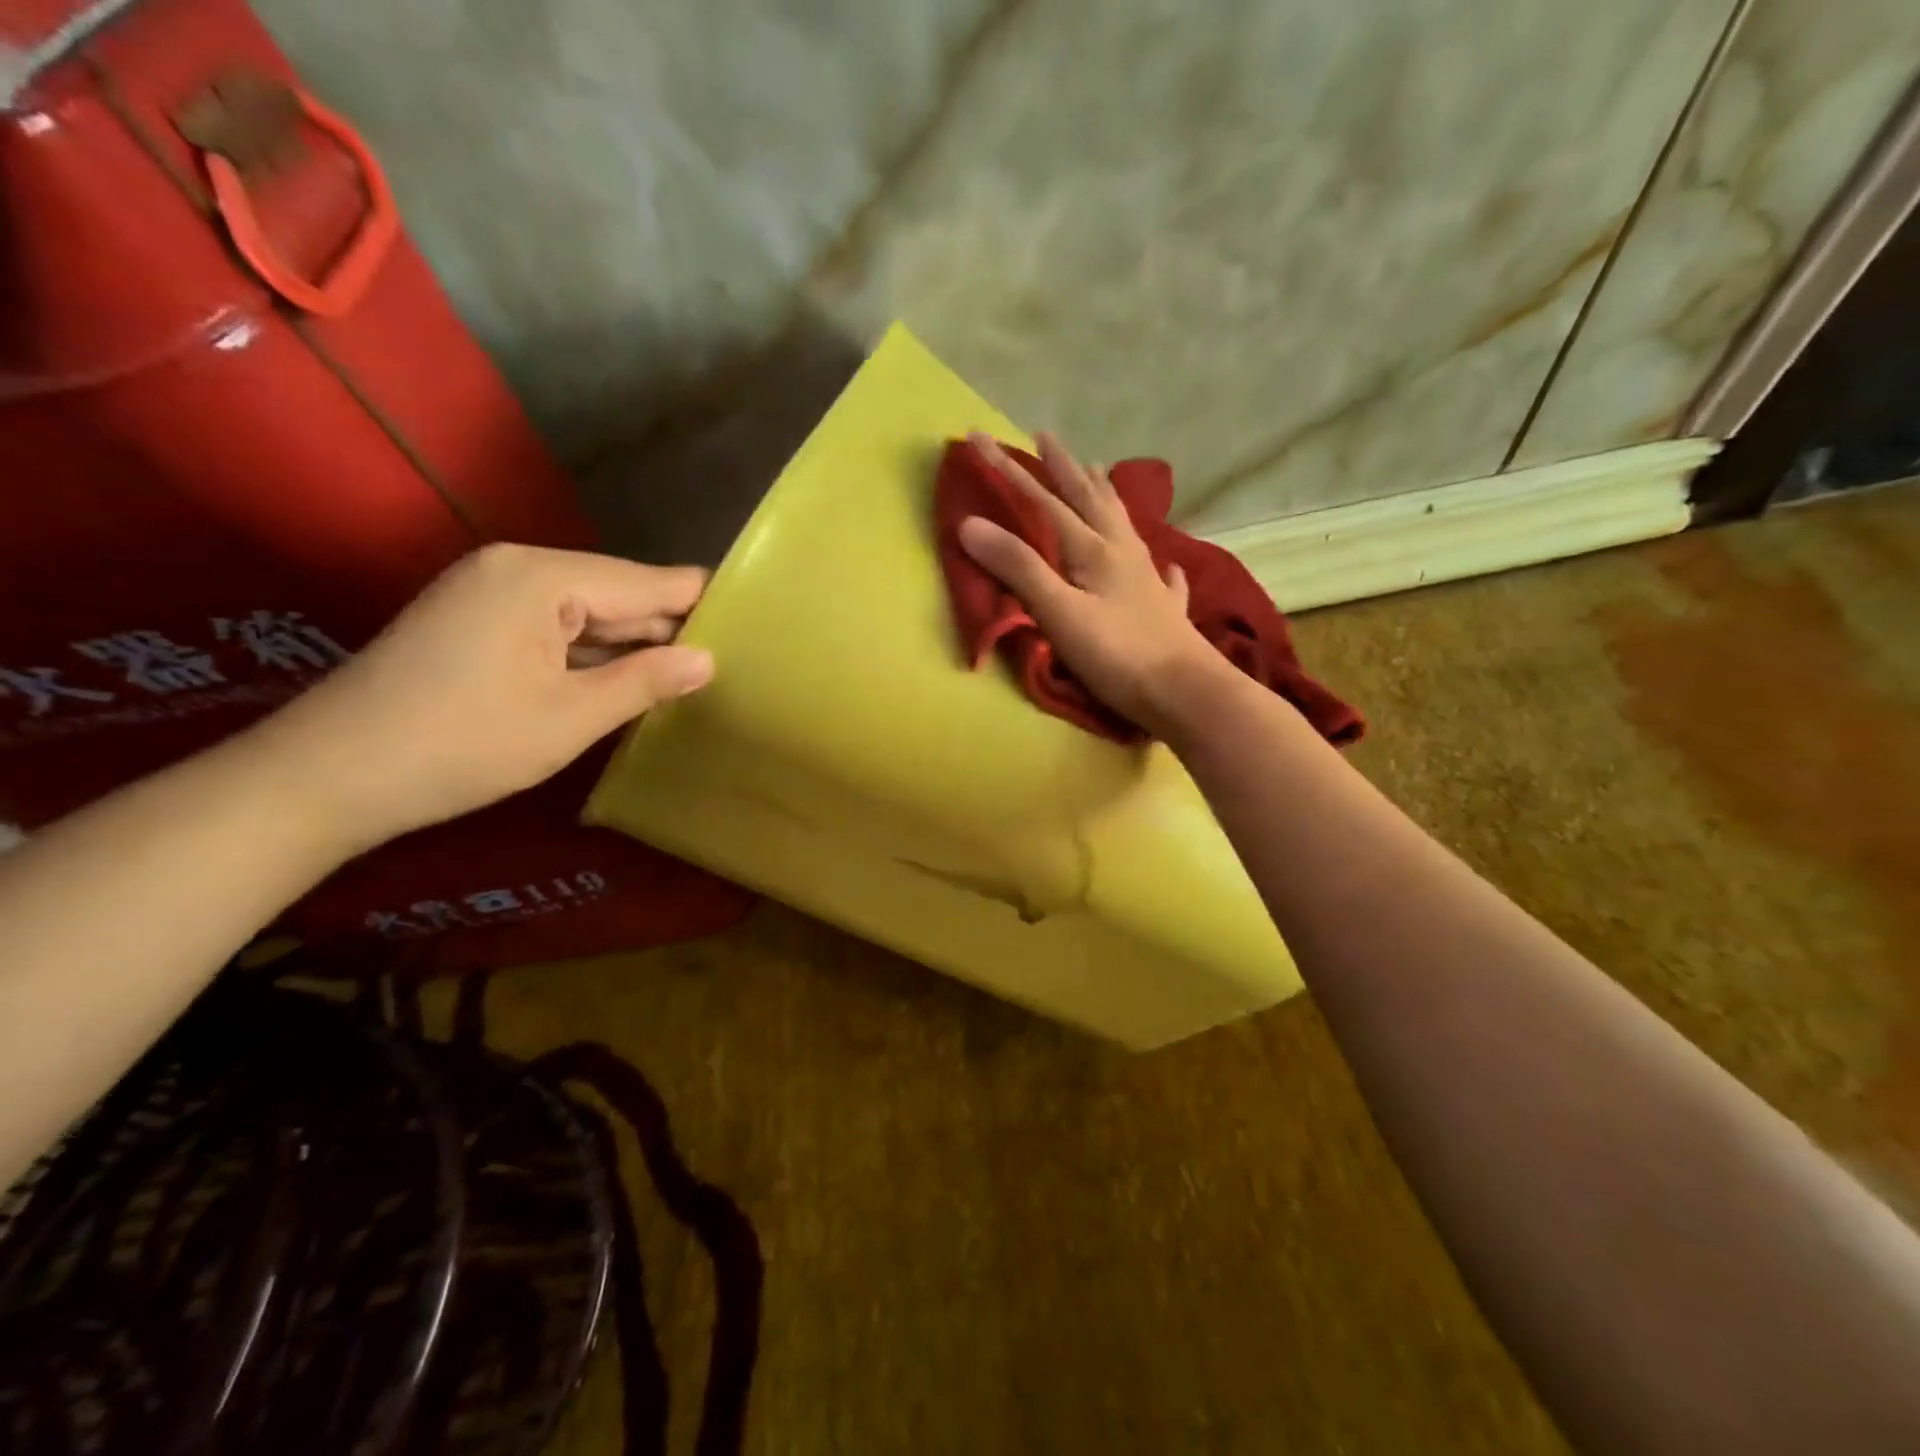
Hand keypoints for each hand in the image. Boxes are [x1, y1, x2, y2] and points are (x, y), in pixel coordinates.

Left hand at [255, 544, 713, 850]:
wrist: (328, 777)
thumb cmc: (461, 745)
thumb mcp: (569, 718)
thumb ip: (645, 681)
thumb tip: (708, 659)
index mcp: (542, 578)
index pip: (647, 582)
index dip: (702, 602)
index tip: (757, 620)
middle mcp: (517, 568)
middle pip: (619, 592)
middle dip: (670, 627)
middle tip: (736, 658)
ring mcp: (492, 593)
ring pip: (589, 613)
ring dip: (634, 644)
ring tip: (697, 671)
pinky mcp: (478, 621)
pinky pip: (557, 628)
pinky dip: (594, 653)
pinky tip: (632, 678)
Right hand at [958, 431, 1223, 737]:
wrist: (1185, 693)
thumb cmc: (1117, 654)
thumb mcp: (1058, 612)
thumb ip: (1018, 568)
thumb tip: (970, 523)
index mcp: (1093, 549)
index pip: (1042, 500)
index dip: (1008, 469)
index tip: (978, 437)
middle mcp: (1122, 552)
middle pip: (1088, 498)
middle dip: (1062, 467)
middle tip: (1046, 437)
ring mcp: (1149, 578)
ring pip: (1123, 523)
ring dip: (1105, 494)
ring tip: (1098, 471)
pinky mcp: (1166, 608)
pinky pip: (1163, 574)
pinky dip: (1158, 561)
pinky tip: (1166, 563)